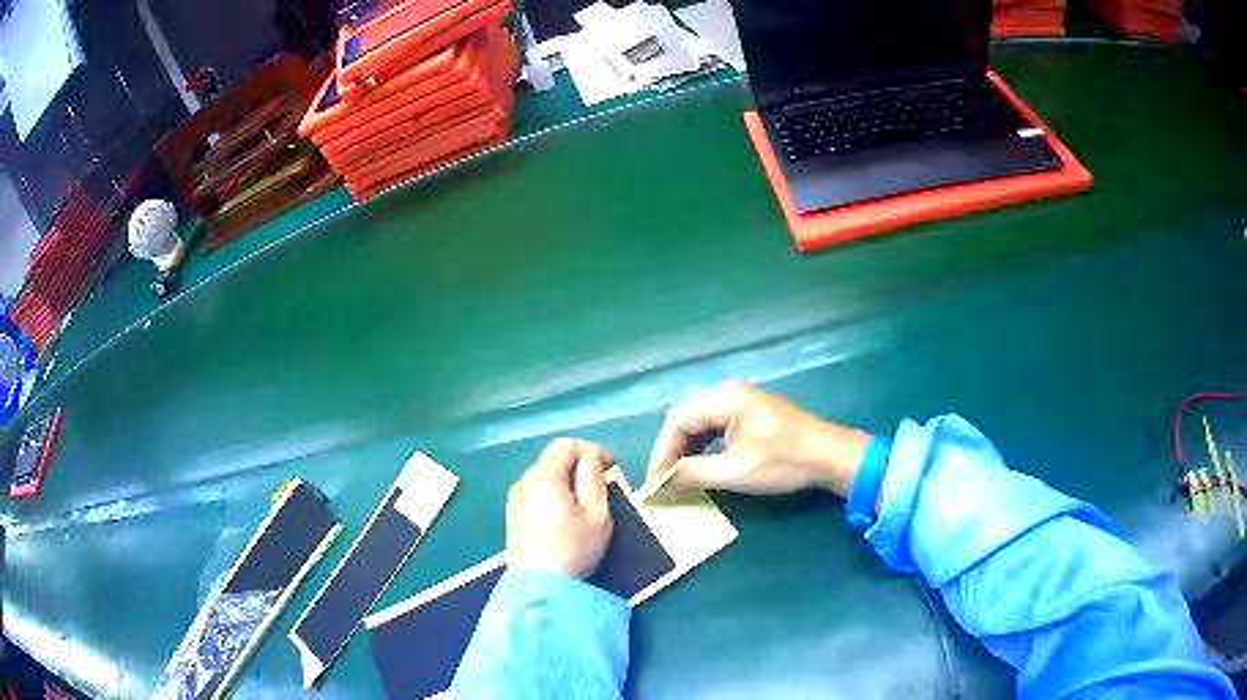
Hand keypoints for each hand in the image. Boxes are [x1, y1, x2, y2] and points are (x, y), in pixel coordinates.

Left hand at [507, 438, 613, 578]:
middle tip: (599, 488)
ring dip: (564, 482)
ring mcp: (514, 500)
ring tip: (583, 506)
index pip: (566, 444)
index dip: (591, 450)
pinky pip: (534, 494)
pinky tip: (563, 520)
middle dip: (577, 466)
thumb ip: (594, 477)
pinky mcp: (512, 517)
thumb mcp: (597, 513)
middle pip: (552, 459)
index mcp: (544, 476)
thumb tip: (592, 454)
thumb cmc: (574, 548)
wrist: (540, 587)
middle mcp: (523, 482)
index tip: (609, 468)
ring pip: (542, 477)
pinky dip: (551, 496)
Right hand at [646, 381, 869, 498]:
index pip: (677, 421)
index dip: (661, 453)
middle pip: (686, 420)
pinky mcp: (752, 414)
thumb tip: (659, 485)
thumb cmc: (785, 462)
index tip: (654, 483)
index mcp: (725, 398)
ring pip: (701, 424)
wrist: (832, 457)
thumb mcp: (735, 472)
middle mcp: (729, 392)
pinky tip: (701, 467)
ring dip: (687, 451)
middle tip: (663, 482)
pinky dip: (704, 448)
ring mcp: (743, 401)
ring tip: (677, 478)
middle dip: (671, 452)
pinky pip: (717, 428)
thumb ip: (692, 475)